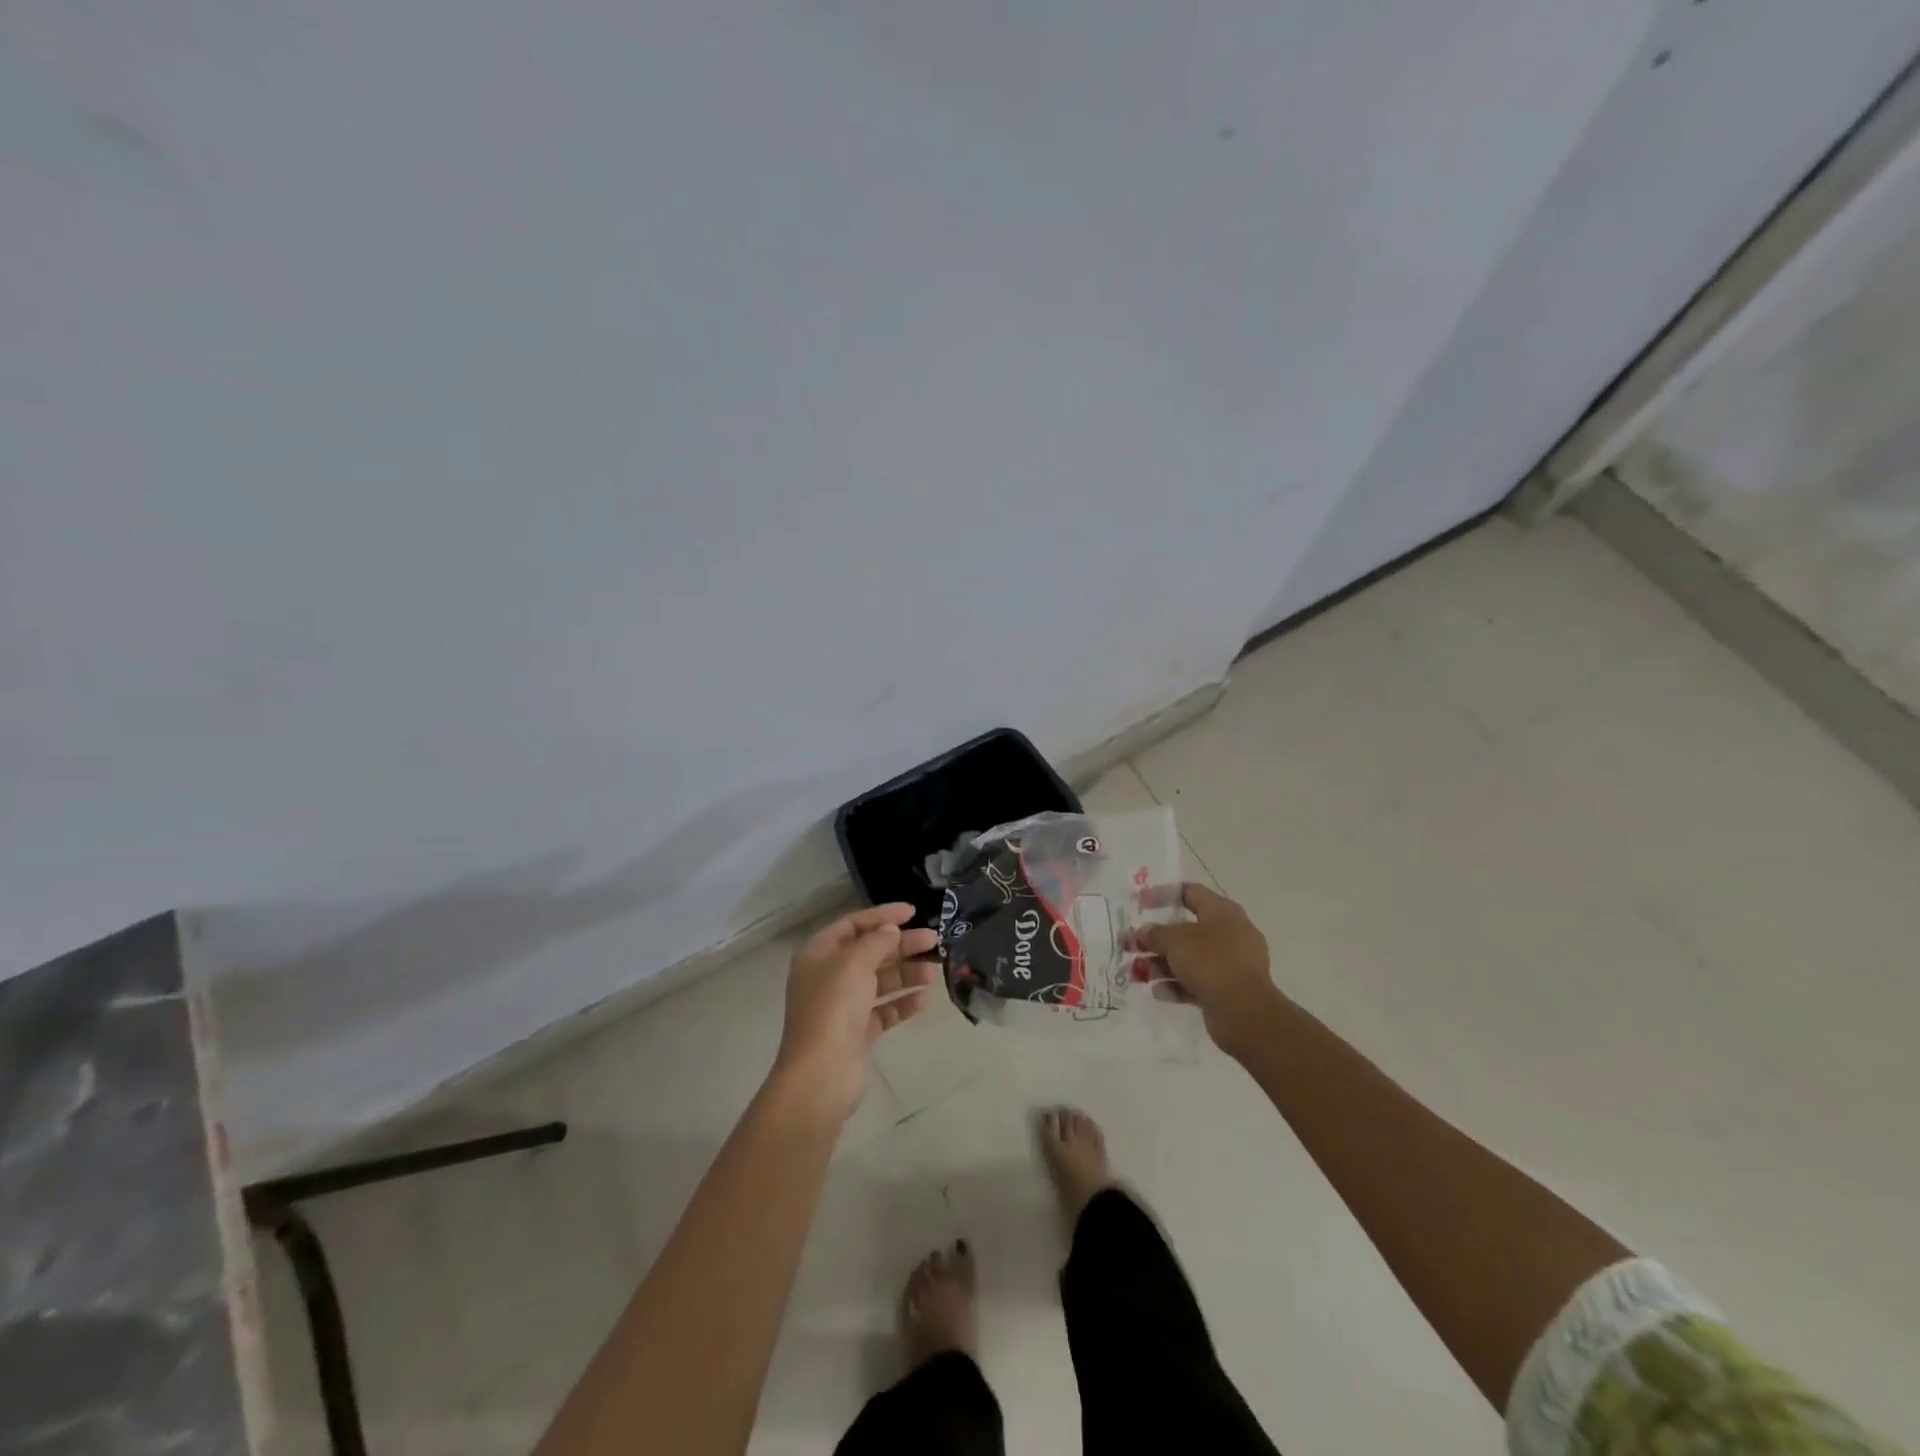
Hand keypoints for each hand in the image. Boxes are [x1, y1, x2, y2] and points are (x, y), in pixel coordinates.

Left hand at [772, 903, 939, 1117]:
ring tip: (934, 971)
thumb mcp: (854, 964)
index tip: (912, 912)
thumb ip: (876, 942)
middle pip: (869, 952)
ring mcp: (843, 1007)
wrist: (821, 1074)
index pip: (852, 925)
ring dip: (906, 973)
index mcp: (818, 955)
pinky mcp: (857, 1033)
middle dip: (901, 945)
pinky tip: (924, 999)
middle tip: (933, 939)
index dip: (881, 916)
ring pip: (879, 981)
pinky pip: (884, 1010)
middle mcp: (828, 977)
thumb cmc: (833, 1008)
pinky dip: (902, 1003)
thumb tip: (891, 930)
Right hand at [1136, 885, 1281, 1060]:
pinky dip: (1177, 984)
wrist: (1244, 1012)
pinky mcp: (1229, 989)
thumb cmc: (1210, 962)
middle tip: (1133, 945)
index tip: (1139, 904)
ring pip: (1191, 958)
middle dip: (1158, 938)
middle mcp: (1230, 933)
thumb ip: (1155, 934)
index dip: (1162, 895)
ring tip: (1139, 973)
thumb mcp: (1175, 941)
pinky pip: (1198, 981)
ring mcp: (1231, 963)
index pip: (1190, 892)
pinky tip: (1159, 992)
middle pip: (1187, 929)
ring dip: (1163, 964)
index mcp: (1223, 911)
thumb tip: (1145, 932)